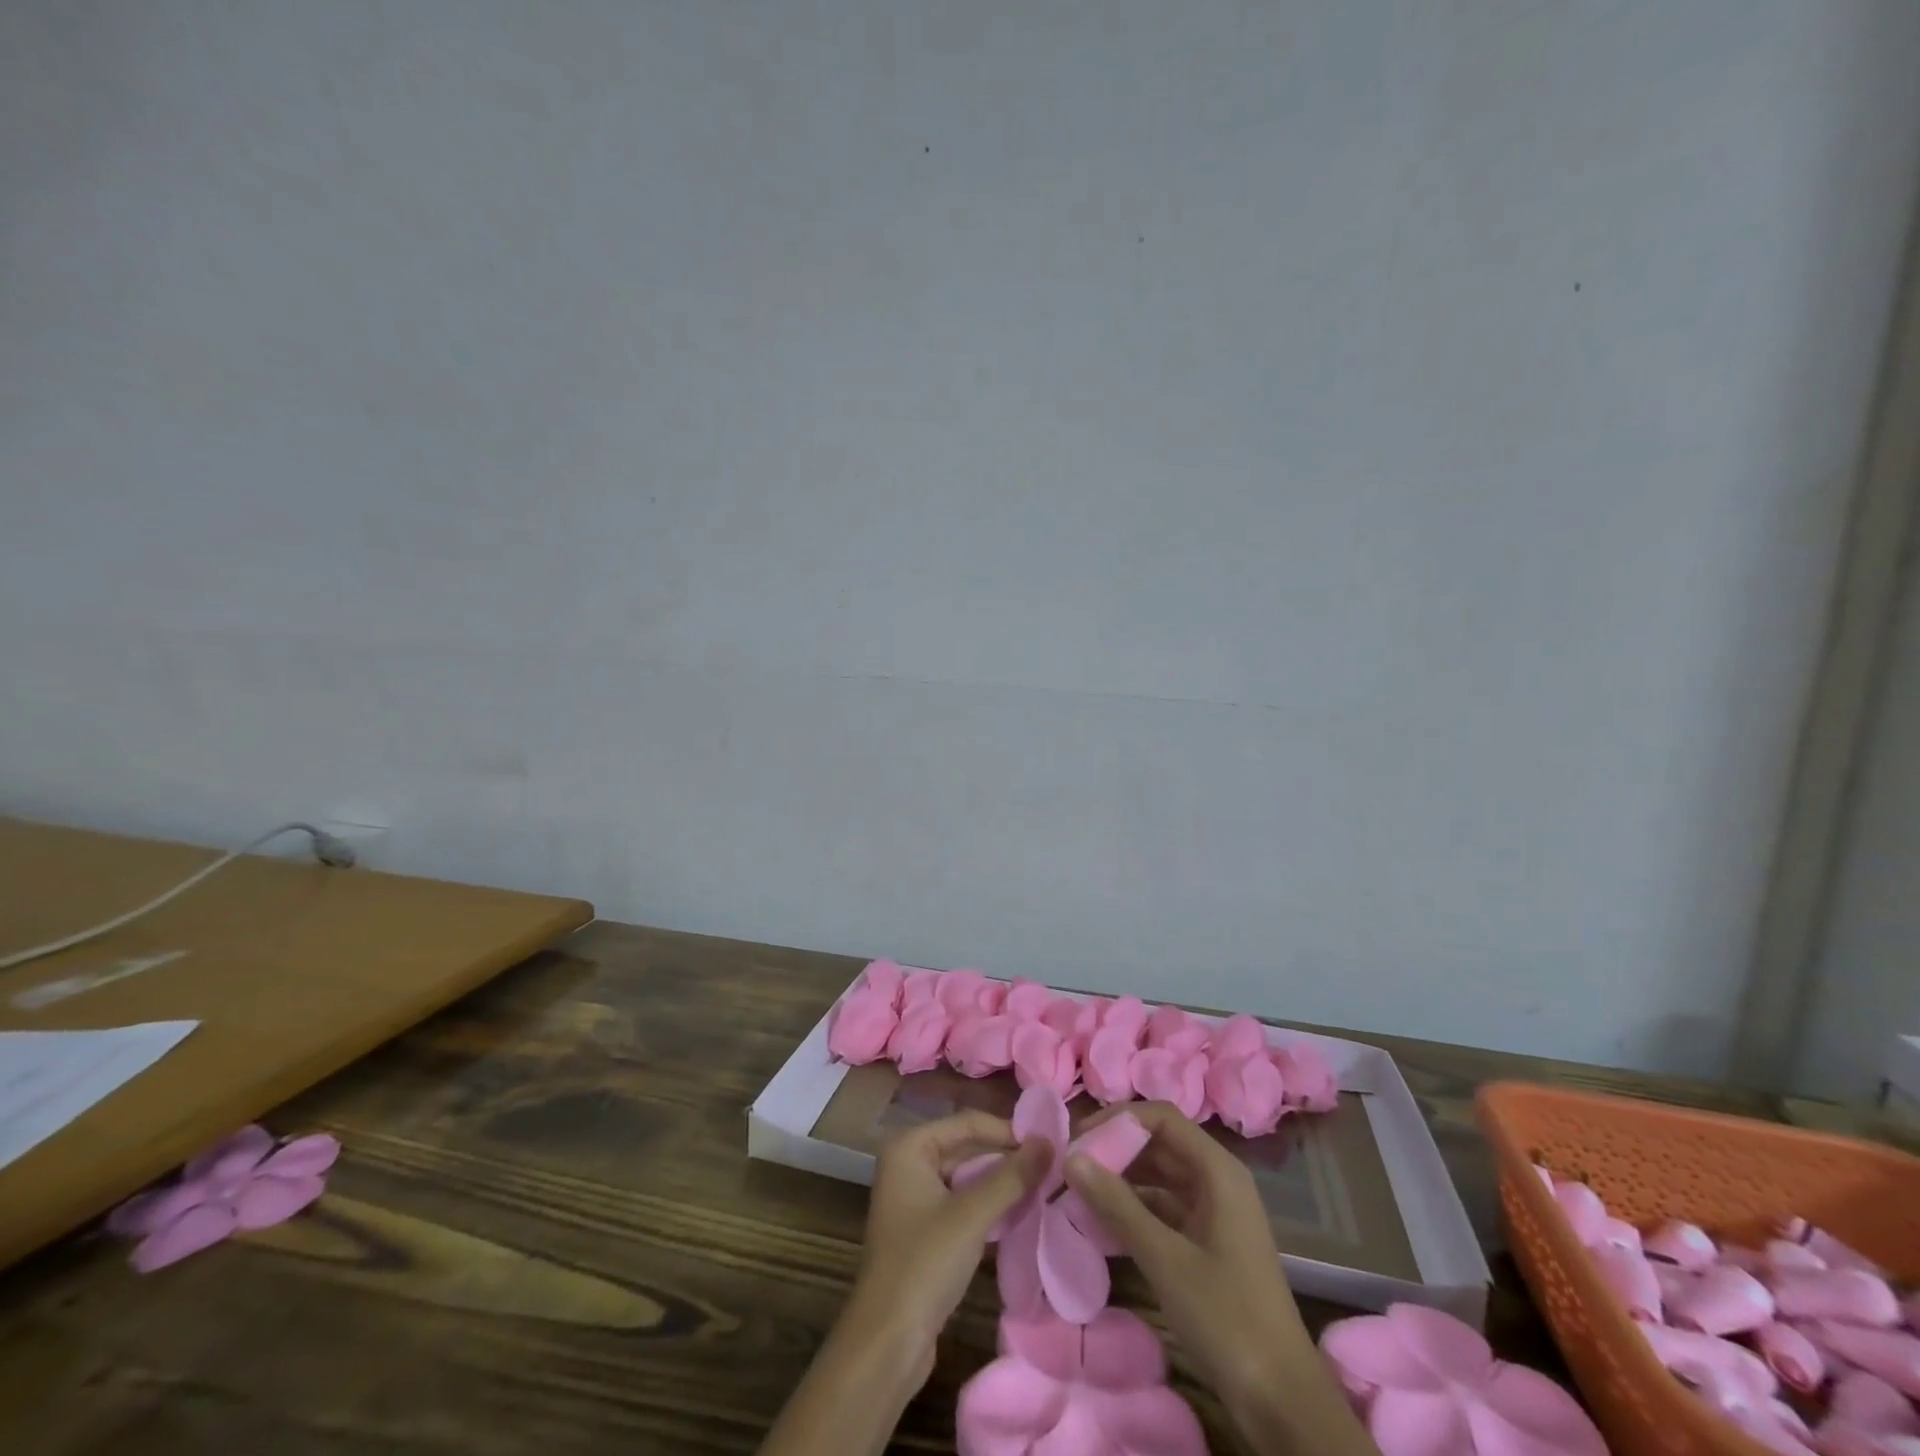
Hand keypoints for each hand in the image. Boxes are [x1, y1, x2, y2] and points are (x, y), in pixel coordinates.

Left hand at [844, 1110, 1052, 1382]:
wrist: (886, 1343)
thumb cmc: (924, 1264)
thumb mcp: (972, 1215)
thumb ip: (1012, 1177)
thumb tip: (1049, 1141)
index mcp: (909, 1146)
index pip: (967, 1123)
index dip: (1008, 1131)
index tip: (1049, 1144)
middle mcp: (907, 1163)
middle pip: (966, 1148)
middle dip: (1006, 1158)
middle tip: (1051, 1167)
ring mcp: (913, 1198)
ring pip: (966, 1178)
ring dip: (999, 1184)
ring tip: (1042, 1188)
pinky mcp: (922, 1230)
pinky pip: (961, 1203)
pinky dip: (987, 1207)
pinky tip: (1017, 1216)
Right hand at [1063, 1102, 1312, 1409]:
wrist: (1282, 1400)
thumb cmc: (1227, 1318)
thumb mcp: (1165, 1259)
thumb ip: (1117, 1205)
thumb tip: (1071, 1158)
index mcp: (1218, 1170)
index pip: (1161, 1117)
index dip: (1119, 1120)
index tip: (1079, 1139)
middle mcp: (1217, 1179)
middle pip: (1160, 1143)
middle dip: (1116, 1149)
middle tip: (1071, 1166)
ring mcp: (1214, 1211)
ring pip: (1160, 1176)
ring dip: (1122, 1179)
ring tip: (1078, 1190)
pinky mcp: (1208, 1242)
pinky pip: (1165, 1207)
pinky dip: (1135, 1208)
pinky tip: (1102, 1222)